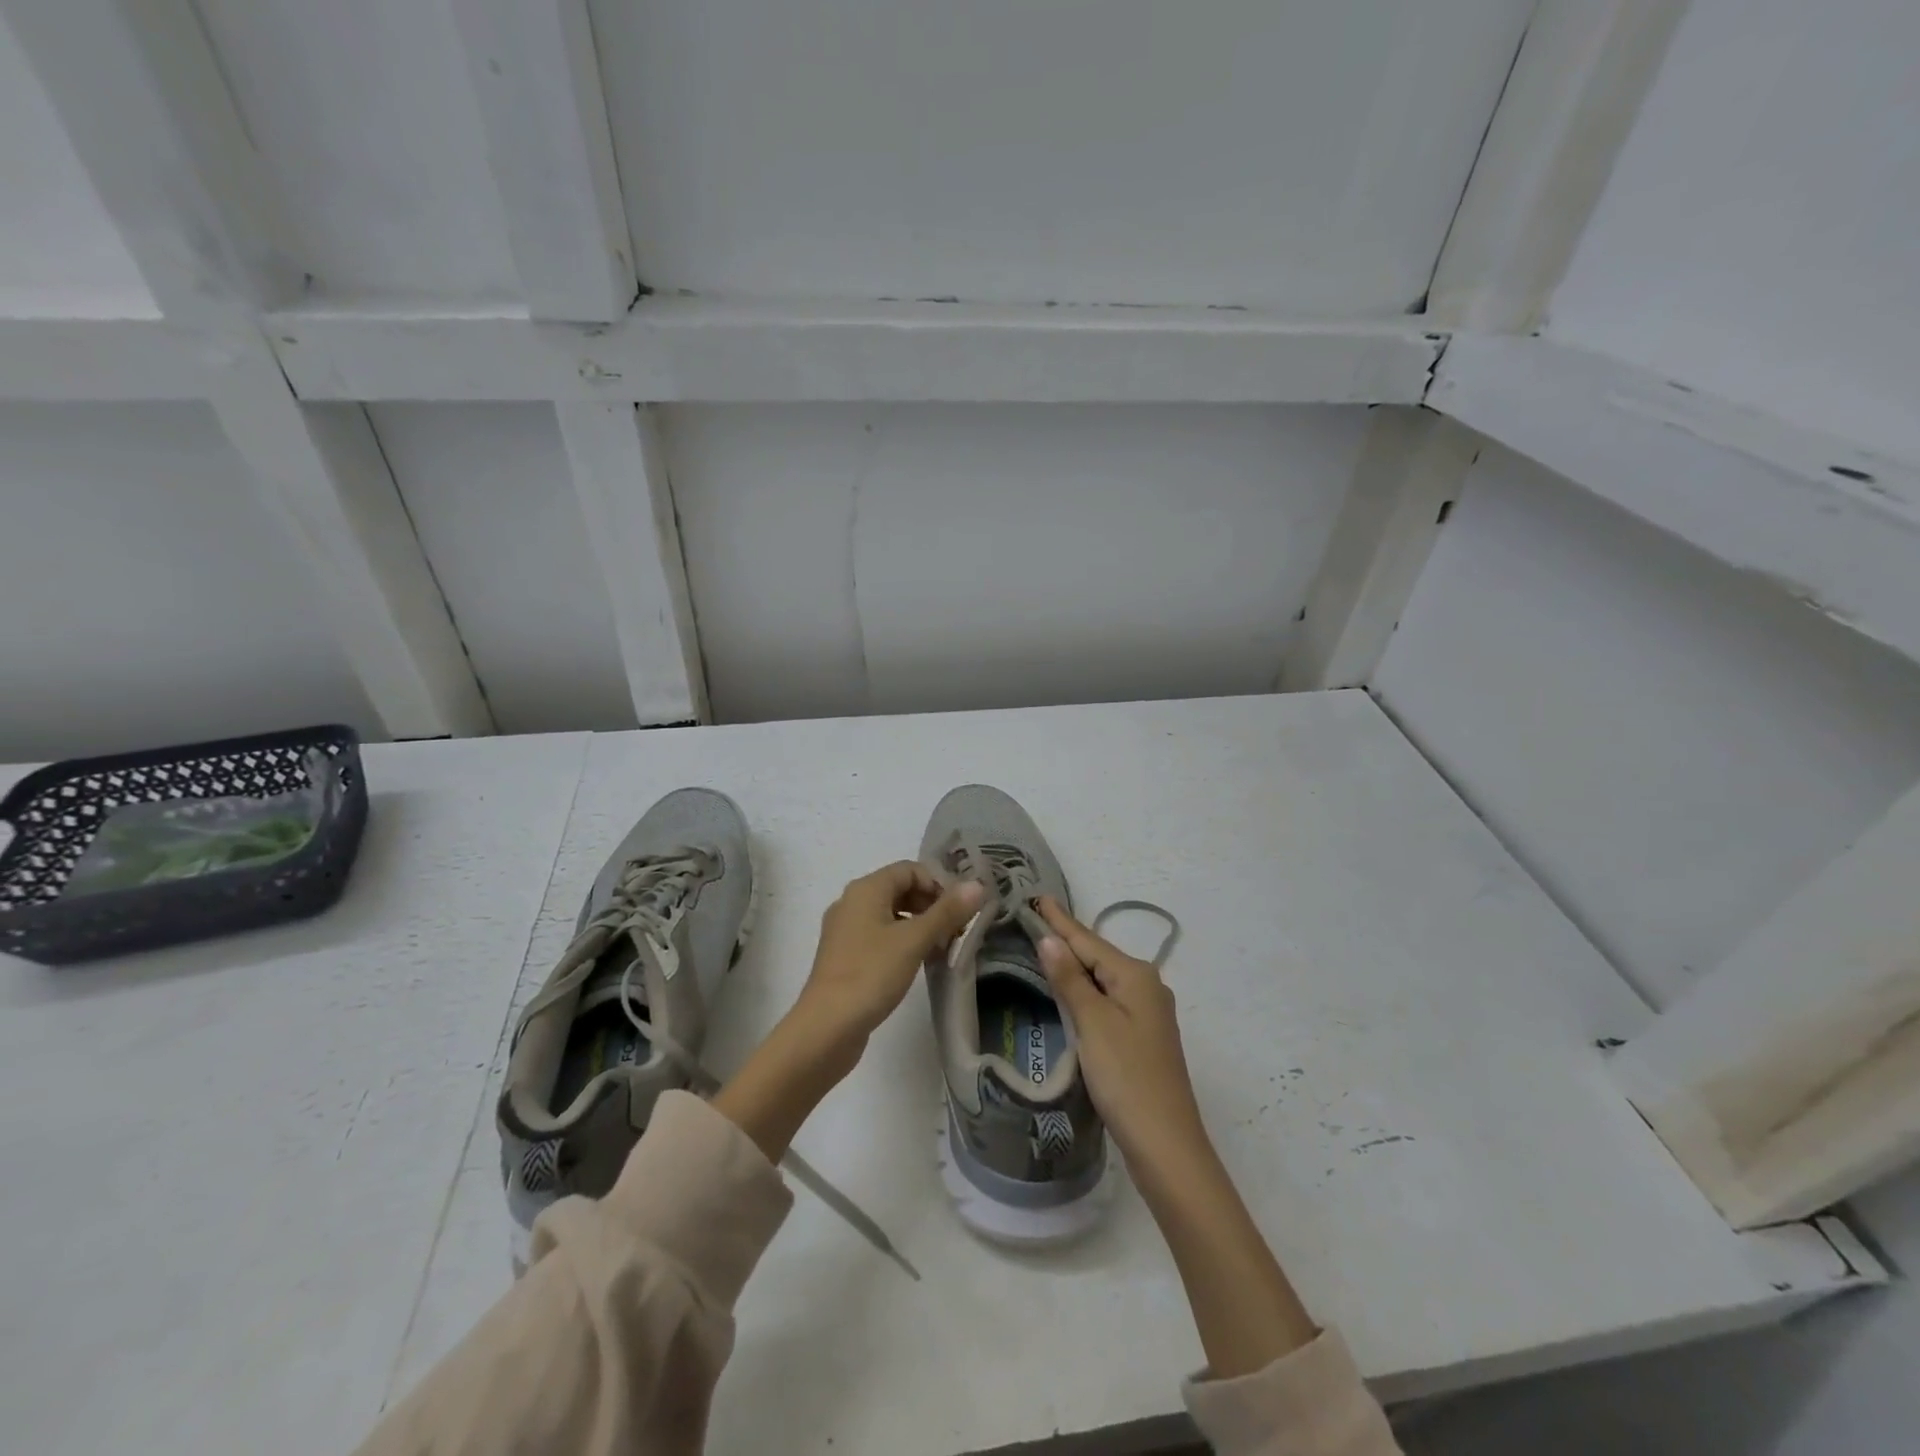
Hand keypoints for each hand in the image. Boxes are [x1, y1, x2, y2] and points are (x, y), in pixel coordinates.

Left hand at [797, 861, 984, 1050]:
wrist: (826, 1028)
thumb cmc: (871, 974)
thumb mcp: (914, 941)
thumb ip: (947, 912)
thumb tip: (977, 885)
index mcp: (865, 889)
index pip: (910, 869)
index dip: (938, 884)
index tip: (960, 911)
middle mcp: (852, 902)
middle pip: (900, 890)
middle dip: (931, 906)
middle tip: (956, 931)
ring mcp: (845, 931)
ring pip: (891, 915)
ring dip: (919, 926)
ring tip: (942, 949)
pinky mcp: (845, 957)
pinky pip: (880, 937)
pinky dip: (902, 943)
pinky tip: (918, 964)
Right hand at [1036, 897, 1207, 1167]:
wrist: (1165, 1144)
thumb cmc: (1126, 1077)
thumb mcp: (1093, 1023)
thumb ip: (1070, 979)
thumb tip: (1050, 939)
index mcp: (1136, 975)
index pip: (1088, 939)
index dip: (1059, 920)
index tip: (1036, 895)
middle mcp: (1146, 986)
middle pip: (1097, 955)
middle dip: (1066, 938)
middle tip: (1033, 918)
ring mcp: (1147, 1012)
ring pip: (1102, 978)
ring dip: (1074, 963)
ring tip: (1044, 945)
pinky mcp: (1141, 1036)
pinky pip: (1107, 999)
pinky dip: (1085, 988)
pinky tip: (1070, 988)